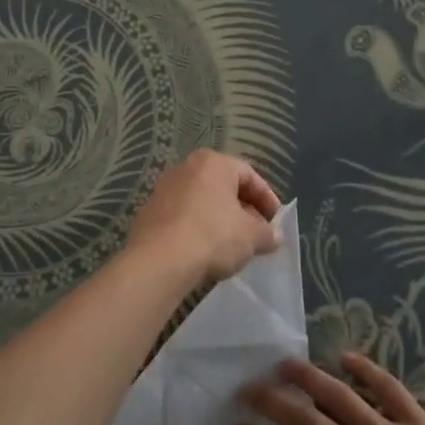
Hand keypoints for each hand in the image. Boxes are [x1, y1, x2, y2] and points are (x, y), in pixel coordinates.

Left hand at [127, 150, 280, 285]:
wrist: (159, 261)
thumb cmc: (213, 236)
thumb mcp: (252, 237)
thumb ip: (267, 233)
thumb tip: (272, 236)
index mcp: (213, 163)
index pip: (249, 175)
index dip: (267, 199)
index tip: (275, 221)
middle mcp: (186, 168)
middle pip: (224, 187)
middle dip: (243, 209)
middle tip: (257, 232)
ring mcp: (163, 189)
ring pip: (202, 202)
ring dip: (220, 219)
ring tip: (232, 245)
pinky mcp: (149, 213)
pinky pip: (183, 217)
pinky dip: (197, 229)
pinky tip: (205, 250)